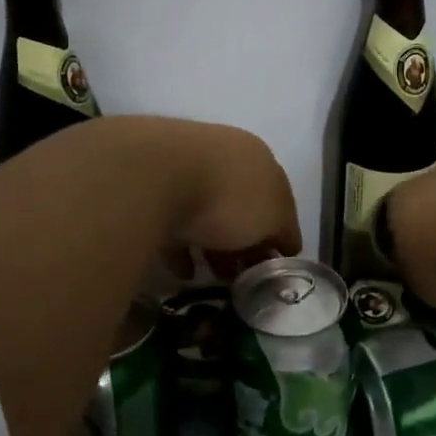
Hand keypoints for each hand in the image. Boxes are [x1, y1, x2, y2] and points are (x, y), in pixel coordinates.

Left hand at [159, 121, 301, 276]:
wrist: (156, 177)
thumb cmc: (229, 195)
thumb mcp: (273, 217)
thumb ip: (284, 231)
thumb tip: (285, 244)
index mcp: (257, 156)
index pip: (277, 195)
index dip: (280, 231)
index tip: (274, 265)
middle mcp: (223, 155)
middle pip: (241, 204)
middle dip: (244, 242)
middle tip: (244, 277)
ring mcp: (184, 169)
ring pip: (206, 212)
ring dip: (212, 246)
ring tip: (214, 280)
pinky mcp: (151, 189)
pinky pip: (173, 223)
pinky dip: (181, 248)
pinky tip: (183, 273)